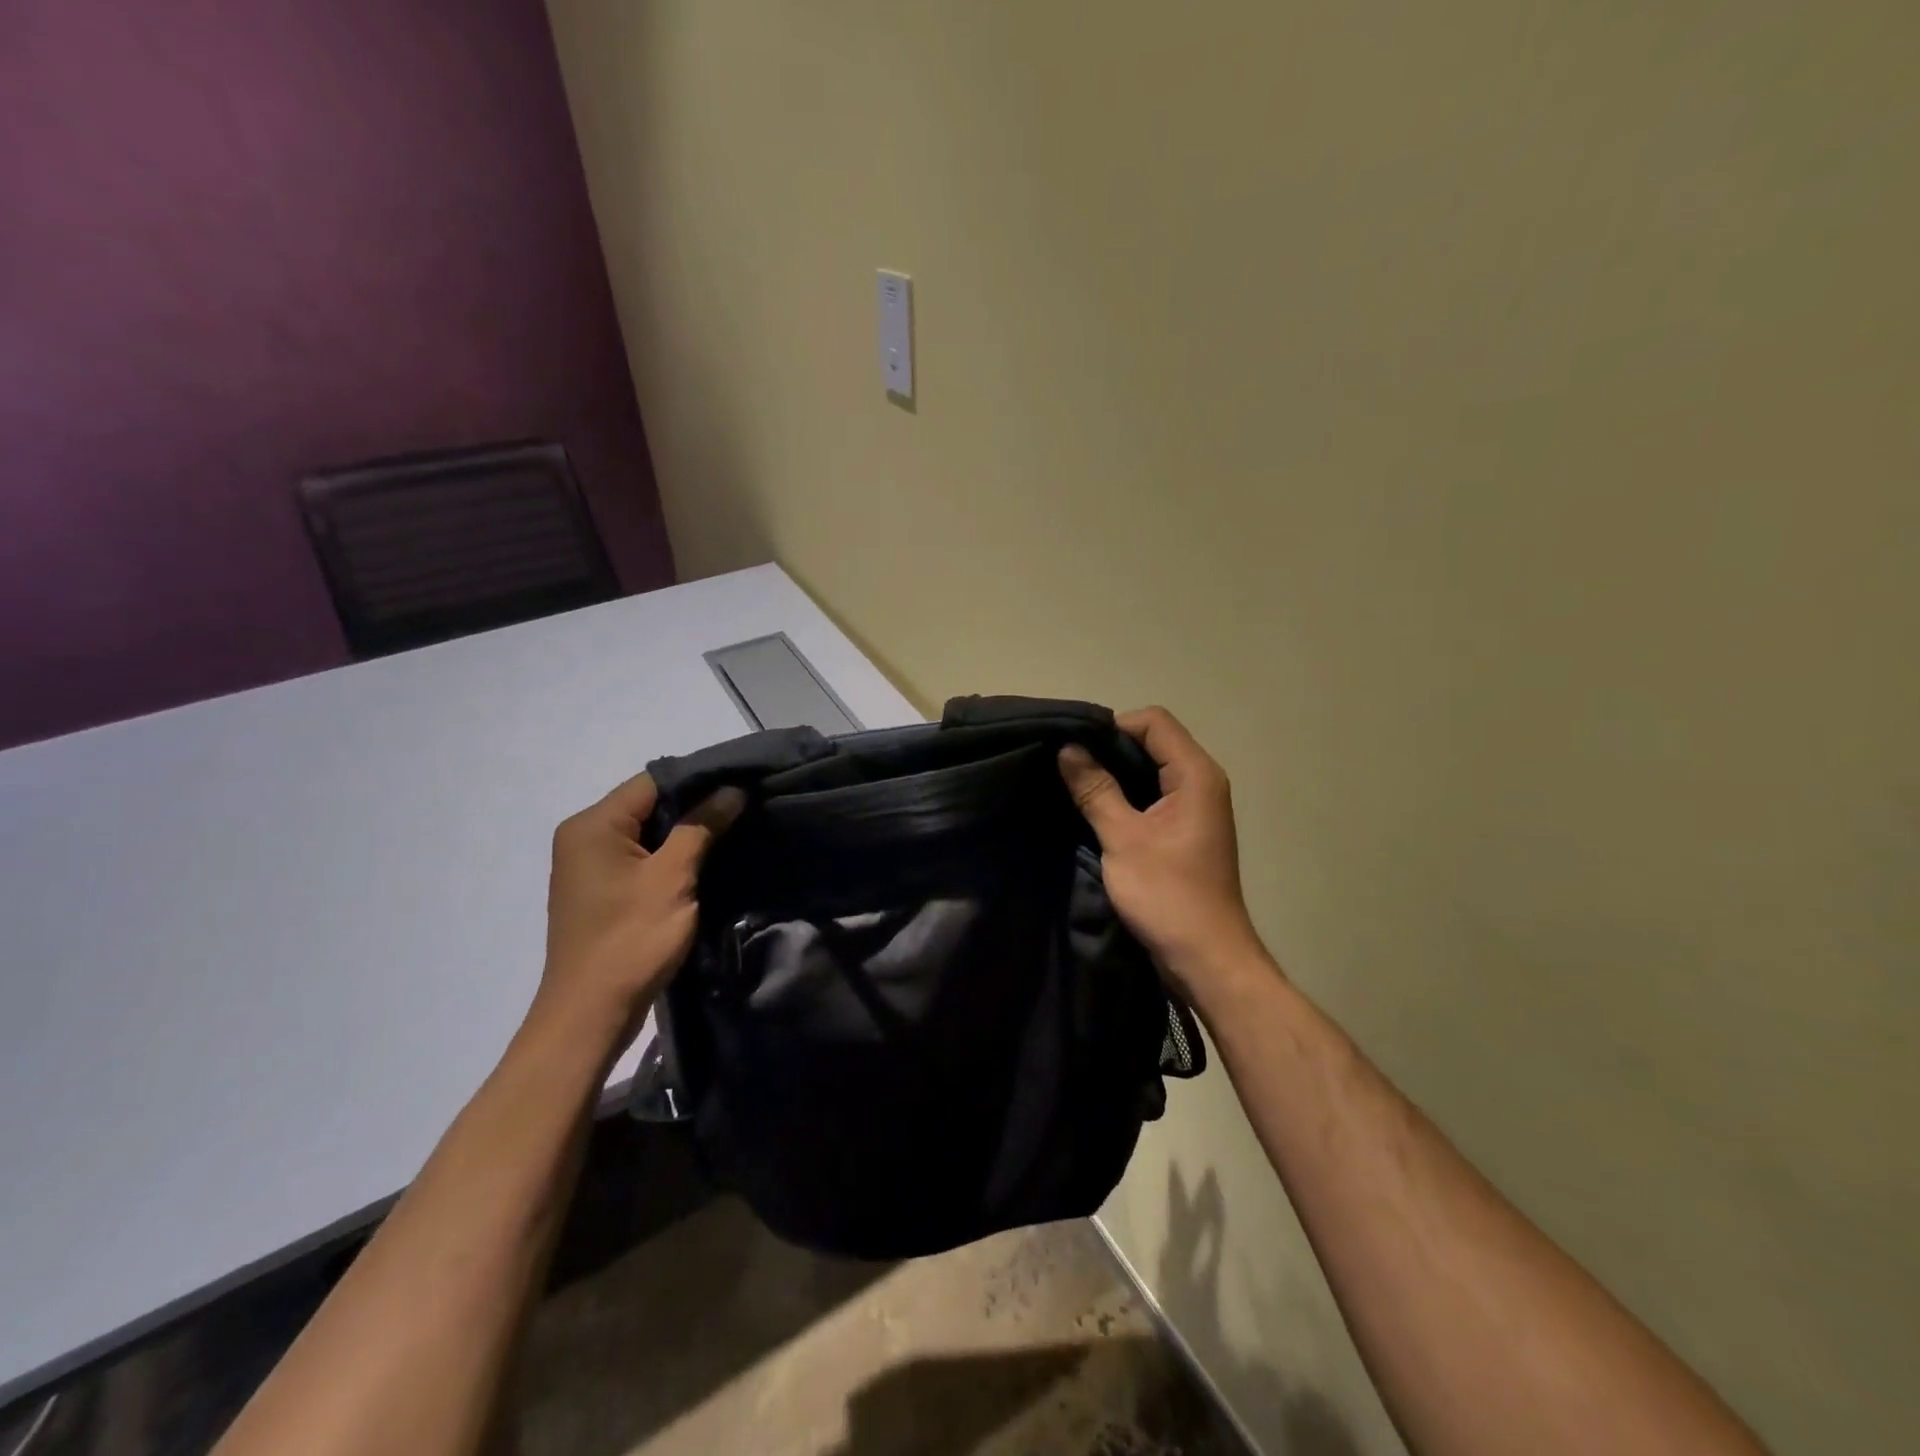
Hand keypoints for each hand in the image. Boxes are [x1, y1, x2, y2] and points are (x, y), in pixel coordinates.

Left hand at [539, 772, 744, 1040]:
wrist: (590, 1015)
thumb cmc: (630, 939)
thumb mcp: (673, 878)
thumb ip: (702, 826)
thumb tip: (732, 790)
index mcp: (592, 825)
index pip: (652, 782)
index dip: (699, 780)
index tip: (742, 784)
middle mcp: (584, 837)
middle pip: (649, 805)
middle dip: (696, 806)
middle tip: (744, 807)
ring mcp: (589, 866)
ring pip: (647, 833)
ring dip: (686, 833)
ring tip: (733, 830)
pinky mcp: (601, 891)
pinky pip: (640, 858)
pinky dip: (670, 857)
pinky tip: (705, 861)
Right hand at [1059, 706, 1267, 1000]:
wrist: (1206, 957)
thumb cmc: (1167, 895)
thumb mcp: (1122, 838)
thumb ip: (1095, 789)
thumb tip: (1067, 748)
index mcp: (1196, 774)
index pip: (1153, 721)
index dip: (1113, 727)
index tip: (1075, 748)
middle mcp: (1202, 782)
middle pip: (1154, 741)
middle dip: (1110, 748)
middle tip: (1068, 765)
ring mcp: (1195, 807)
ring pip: (1151, 769)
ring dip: (1115, 773)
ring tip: (1075, 785)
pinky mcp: (1185, 830)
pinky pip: (1153, 795)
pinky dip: (1126, 795)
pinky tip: (1096, 808)